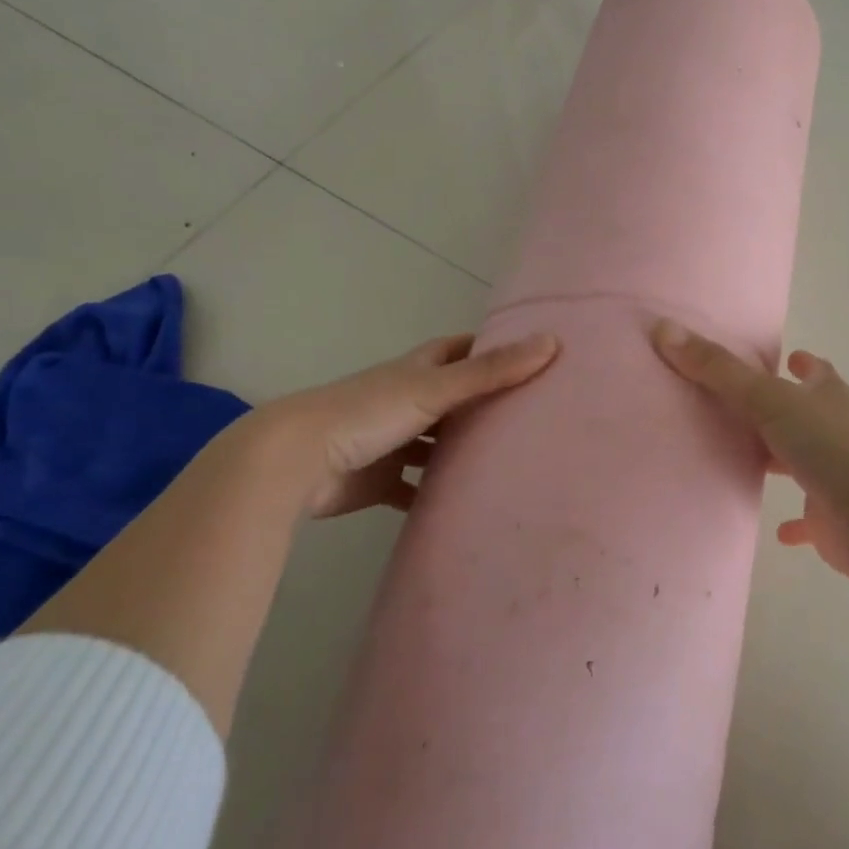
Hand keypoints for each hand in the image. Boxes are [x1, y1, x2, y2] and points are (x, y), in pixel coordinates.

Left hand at [247, 332, 558, 518]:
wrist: (296, 462)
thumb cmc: (368, 413)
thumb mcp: (435, 388)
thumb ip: (492, 370)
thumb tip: (552, 342)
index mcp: (415, 371)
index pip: (459, 350)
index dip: (489, 348)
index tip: (529, 354)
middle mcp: (404, 401)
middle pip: (451, 398)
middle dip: (484, 404)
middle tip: (532, 416)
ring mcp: (390, 442)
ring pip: (435, 444)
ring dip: (461, 452)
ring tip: (510, 463)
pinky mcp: (379, 481)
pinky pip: (414, 488)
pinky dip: (435, 495)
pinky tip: (465, 506)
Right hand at [653, 319, 848, 580]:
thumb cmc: (829, 446)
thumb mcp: (768, 399)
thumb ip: (718, 370)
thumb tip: (665, 329)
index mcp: (828, 398)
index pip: (816, 373)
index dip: (803, 364)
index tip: (789, 358)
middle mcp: (837, 432)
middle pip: (807, 416)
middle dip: (782, 412)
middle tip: (744, 409)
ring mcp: (839, 476)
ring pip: (806, 462)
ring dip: (784, 460)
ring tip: (748, 459)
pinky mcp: (834, 520)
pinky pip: (810, 518)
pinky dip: (796, 522)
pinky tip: (778, 530)